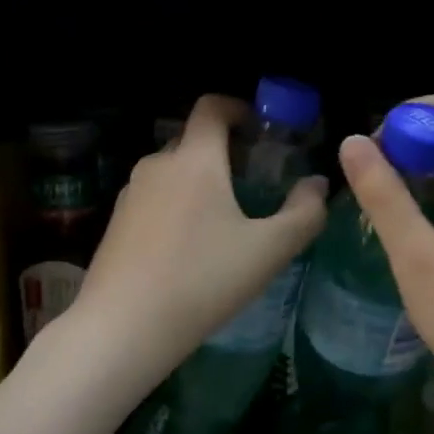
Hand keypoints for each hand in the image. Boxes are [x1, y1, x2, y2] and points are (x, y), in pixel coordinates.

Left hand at [77, 94, 327, 377]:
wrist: (123, 327)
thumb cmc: (203, 280)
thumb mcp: (268, 251)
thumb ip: (303, 213)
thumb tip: (318, 184)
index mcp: (195, 159)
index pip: (211, 107)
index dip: (237, 108)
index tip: (258, 129)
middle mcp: (158, 164)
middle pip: (192, 139)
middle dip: (222, 151)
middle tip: (251, 182)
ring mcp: (130, 193)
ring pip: (171, 172)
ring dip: (197, 181)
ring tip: (222, 221)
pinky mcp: (115, 222)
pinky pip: (153, 199)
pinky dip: (174, 206)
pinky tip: (187, 249)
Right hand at [337, 95, 433, 419]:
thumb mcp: (415, 256)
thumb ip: (384, 195)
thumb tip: (353, 139)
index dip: (416, 110)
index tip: (377, 141)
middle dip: (410, 144)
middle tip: (367, 178)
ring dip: (417, 175)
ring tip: (377, 207)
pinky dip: (432, 203)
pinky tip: (407, 238)